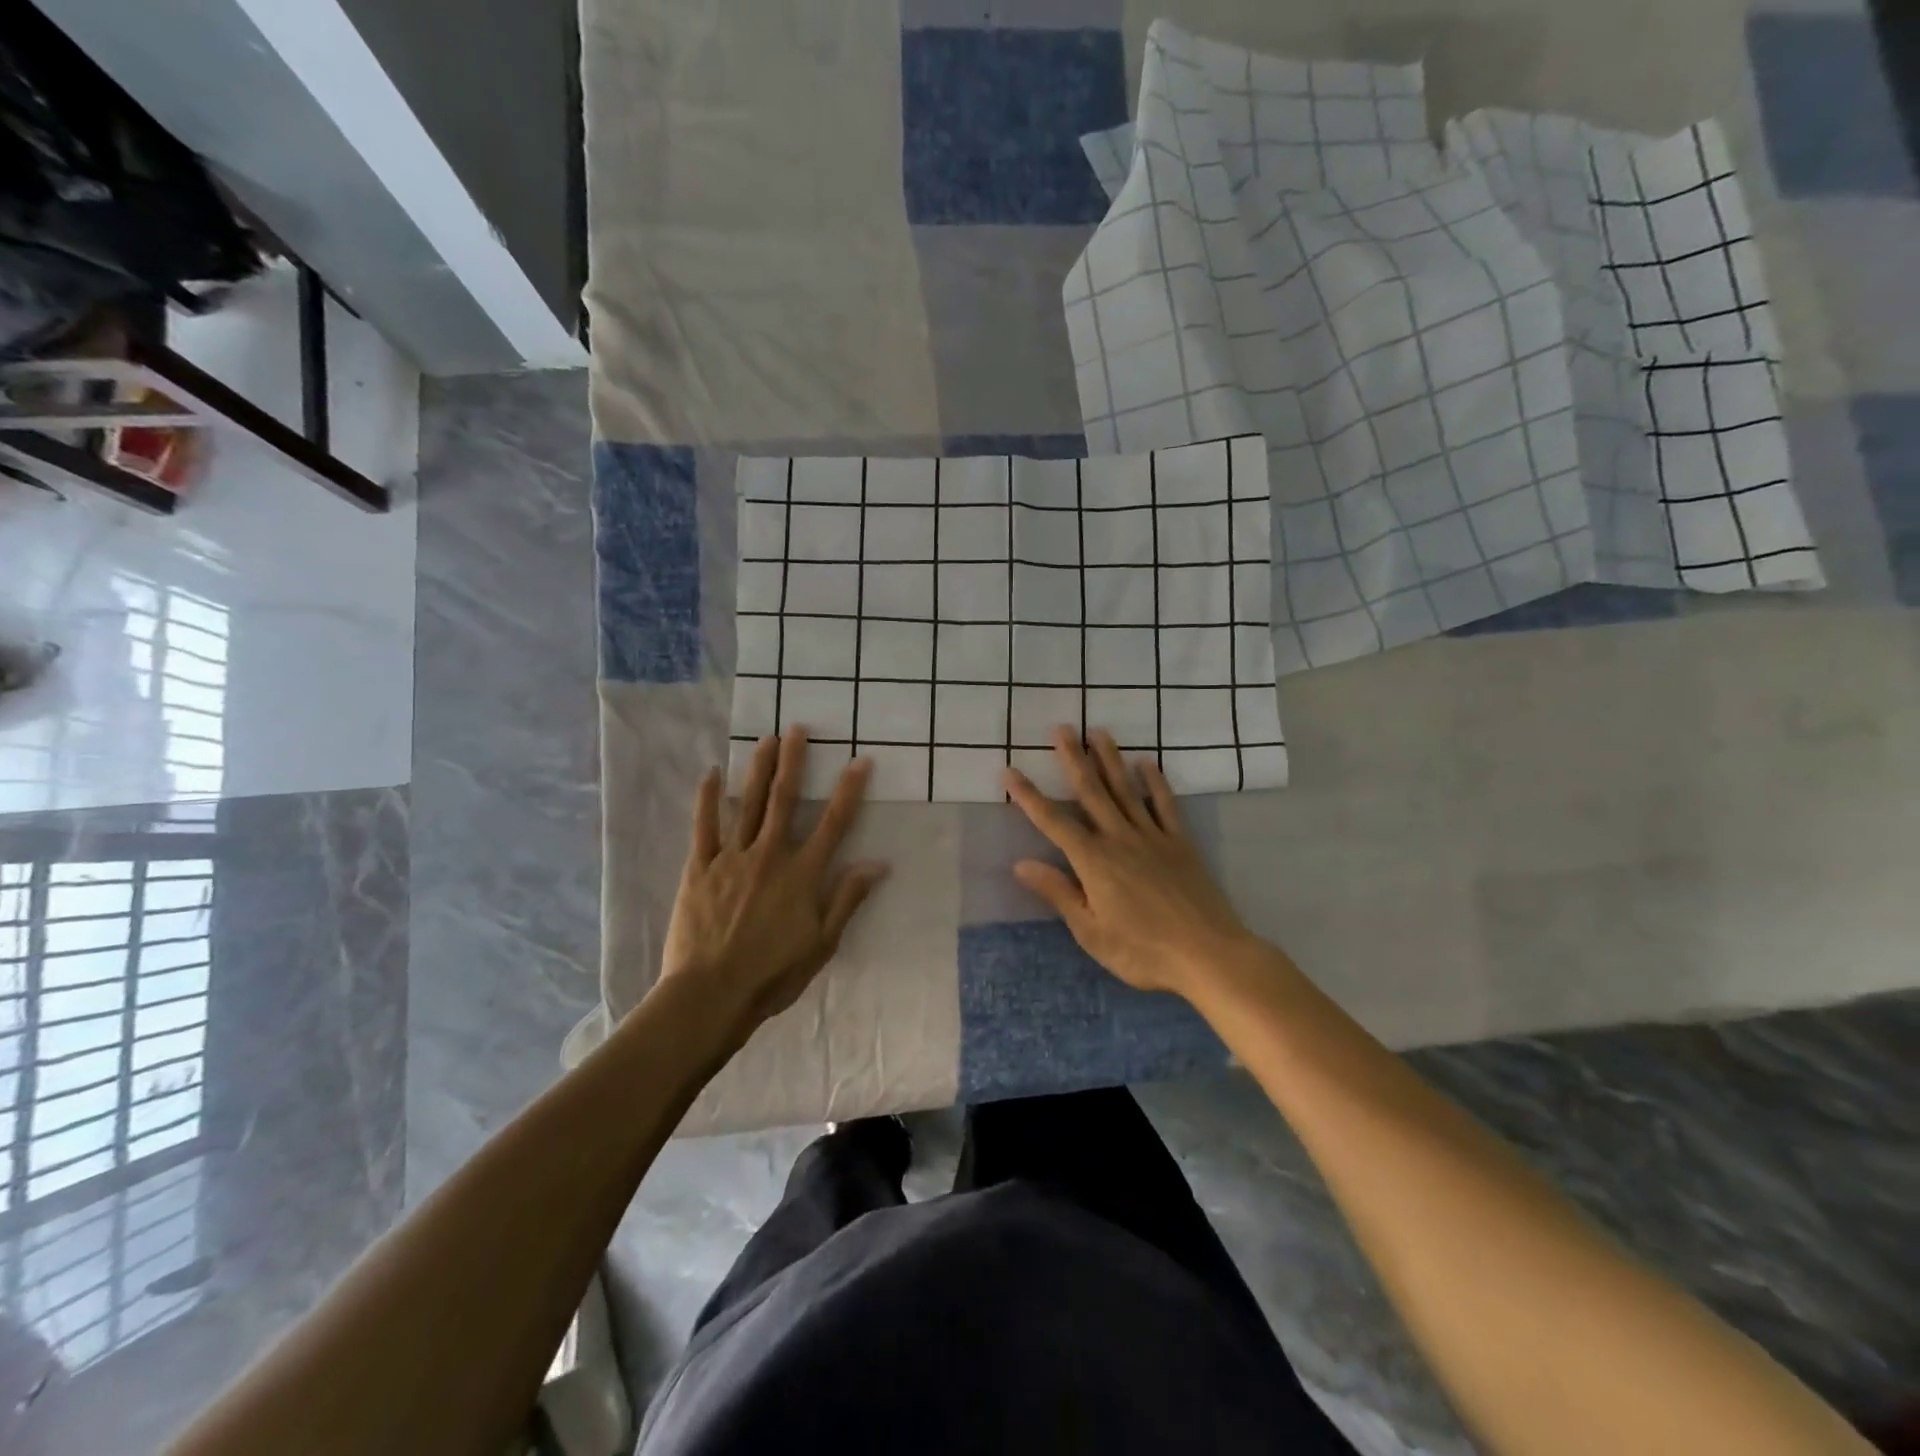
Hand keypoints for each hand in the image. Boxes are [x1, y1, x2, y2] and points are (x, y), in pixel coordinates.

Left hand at [659, 727, 888, 1040]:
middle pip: (784, 800)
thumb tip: (877, 864)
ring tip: (765, 740)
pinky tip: (711, 774)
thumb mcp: (822, 944)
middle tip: (797, 729)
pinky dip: (707, 799)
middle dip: (793, 762)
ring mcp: (731, 859)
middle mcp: (769, 856)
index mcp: (802, 875)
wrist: (711, 994)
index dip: (849, 790)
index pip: (833, 823)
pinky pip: (703, 827)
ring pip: (747, 805)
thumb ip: (847, 899)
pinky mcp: (699, 869)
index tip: (859, 761)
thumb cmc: (773, 975)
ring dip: (758, 770)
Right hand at [1003, 726, 1255, 999]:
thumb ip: (1058, 893)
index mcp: (1094, 861)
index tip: (1009, 771)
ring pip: (1126, 790)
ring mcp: (1153, 837)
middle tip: (1061, 728)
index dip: (1028, 796)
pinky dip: (1155, 782)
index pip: (1053, 822)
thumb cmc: (1143, 951)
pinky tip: (1146, 763)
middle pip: (1092, 792)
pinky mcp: (1180, 843)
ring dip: (1110, 759)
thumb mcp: (1091, 932)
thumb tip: (1021, 864)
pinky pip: (1164, 805)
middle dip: (1073, 759)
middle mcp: (1120, 839)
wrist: (1209, 954)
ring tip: (1097, 731)